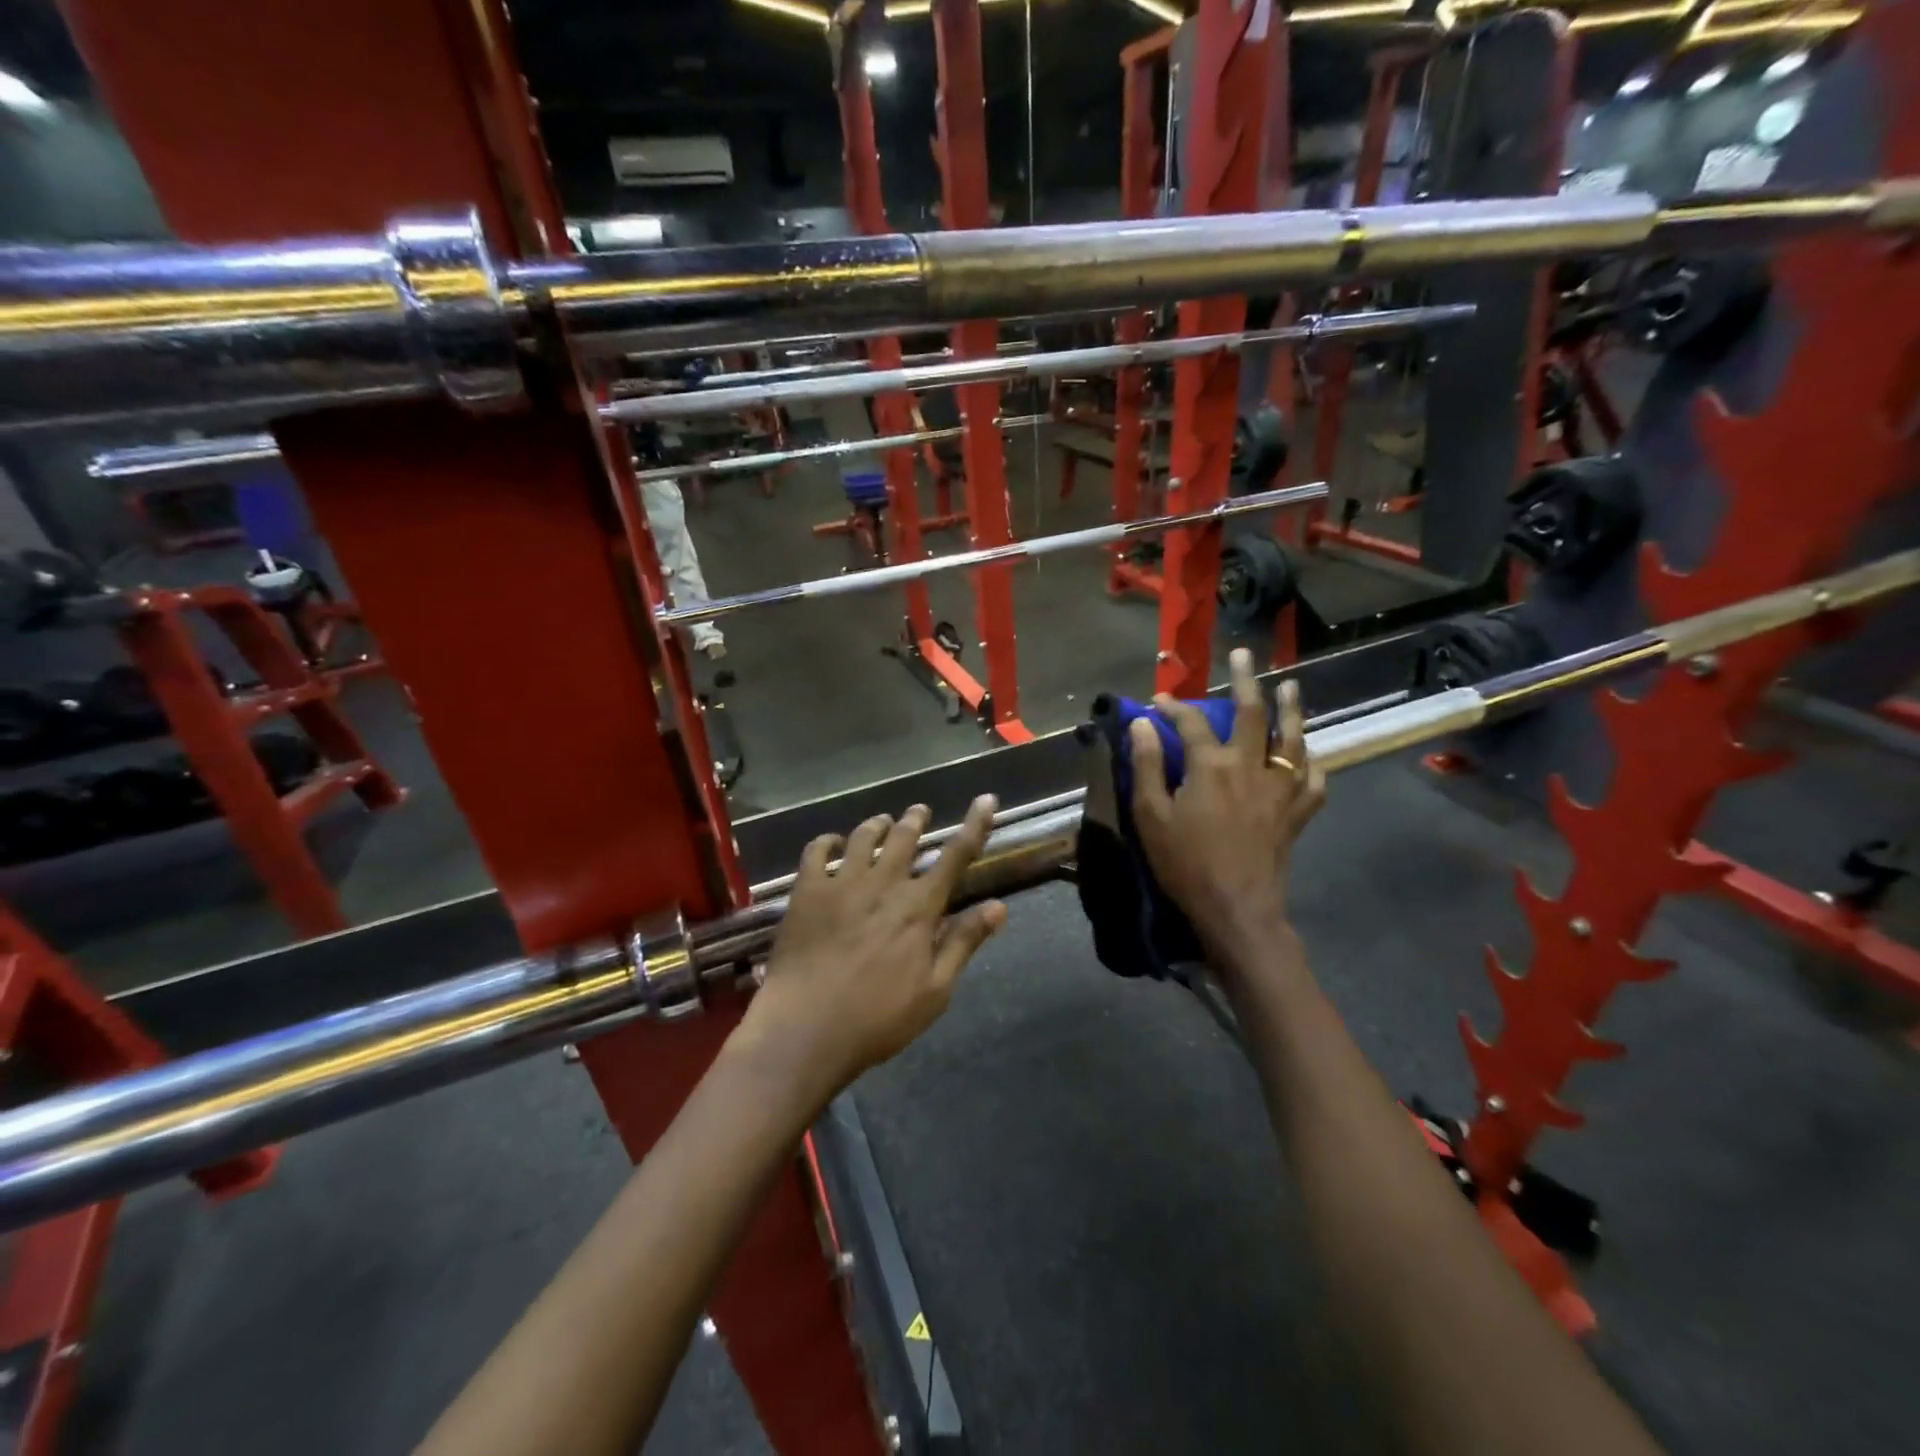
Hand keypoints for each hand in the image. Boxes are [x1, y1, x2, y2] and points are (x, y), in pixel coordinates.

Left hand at [735, 795, 1006, 1104]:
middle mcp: (883, 884)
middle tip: (919, 811)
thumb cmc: (877, 1018)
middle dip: (915, 819)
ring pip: (864, 837)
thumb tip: (998, 906)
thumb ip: (964, 943)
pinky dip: (828, 840)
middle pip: (905, 837)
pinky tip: (833, 842)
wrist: (805, 1028)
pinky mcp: (807, 891)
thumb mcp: (935, 991)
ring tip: (883, 821)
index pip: (956, 855)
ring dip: (878, 824)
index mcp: (919, 907)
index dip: (975, 825)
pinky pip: (817, 851)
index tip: (986, 800)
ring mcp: (842, 884)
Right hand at [1129, 648, 1324, 962]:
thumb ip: (1146, 766)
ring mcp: (1279, 789)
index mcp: (1211, 766)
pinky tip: (1310, 757)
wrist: (1236, 908)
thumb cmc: (1185, 864)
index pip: (1189, 723)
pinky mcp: (1296, 814)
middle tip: (1244, 654)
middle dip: (1246, 680)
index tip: (1157, 700)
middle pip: (1251, 713)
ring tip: (1291, 688)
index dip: (1172, 707)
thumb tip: (1142, 724)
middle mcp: (1249, 767)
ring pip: (1292, 740)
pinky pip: (1314, 782)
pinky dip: (1313, 765)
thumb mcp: (1150, 815)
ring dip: (1291, 710)